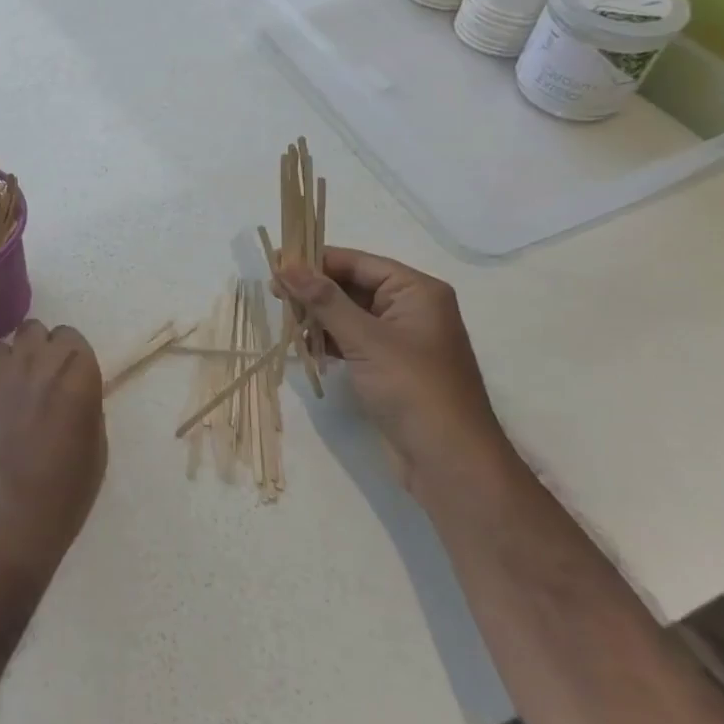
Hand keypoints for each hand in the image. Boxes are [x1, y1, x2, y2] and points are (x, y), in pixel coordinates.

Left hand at [0, 320, 105, 582]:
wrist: (2, 515)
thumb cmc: (62, 493)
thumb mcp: (95, 450)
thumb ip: (85, 409)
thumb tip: (74, 398)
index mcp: (77, 371)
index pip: (72, 338)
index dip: (71, 357)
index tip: (70, 380)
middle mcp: (37, 360)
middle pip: (36, 330)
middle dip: (41, 349)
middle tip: (43, 383)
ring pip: (5, 345)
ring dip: (12, 361)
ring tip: (14, 393)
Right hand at [276, 249, 510, 490]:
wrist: (450, 463)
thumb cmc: (413, 389)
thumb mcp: (365, 339)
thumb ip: (324, 299)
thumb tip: (287, 264)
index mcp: (416, 291)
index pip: (358, 262)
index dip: (316, 260)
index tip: (275, 263)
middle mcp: (411, 308)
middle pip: (353, 285)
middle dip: (314, 290)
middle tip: (273, 293)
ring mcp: (401, 339)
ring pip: (349, 314)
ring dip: (318, 316)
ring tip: (286, 322)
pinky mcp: (389, 366)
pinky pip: (352, 340)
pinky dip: (329, 340)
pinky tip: (304, 346)